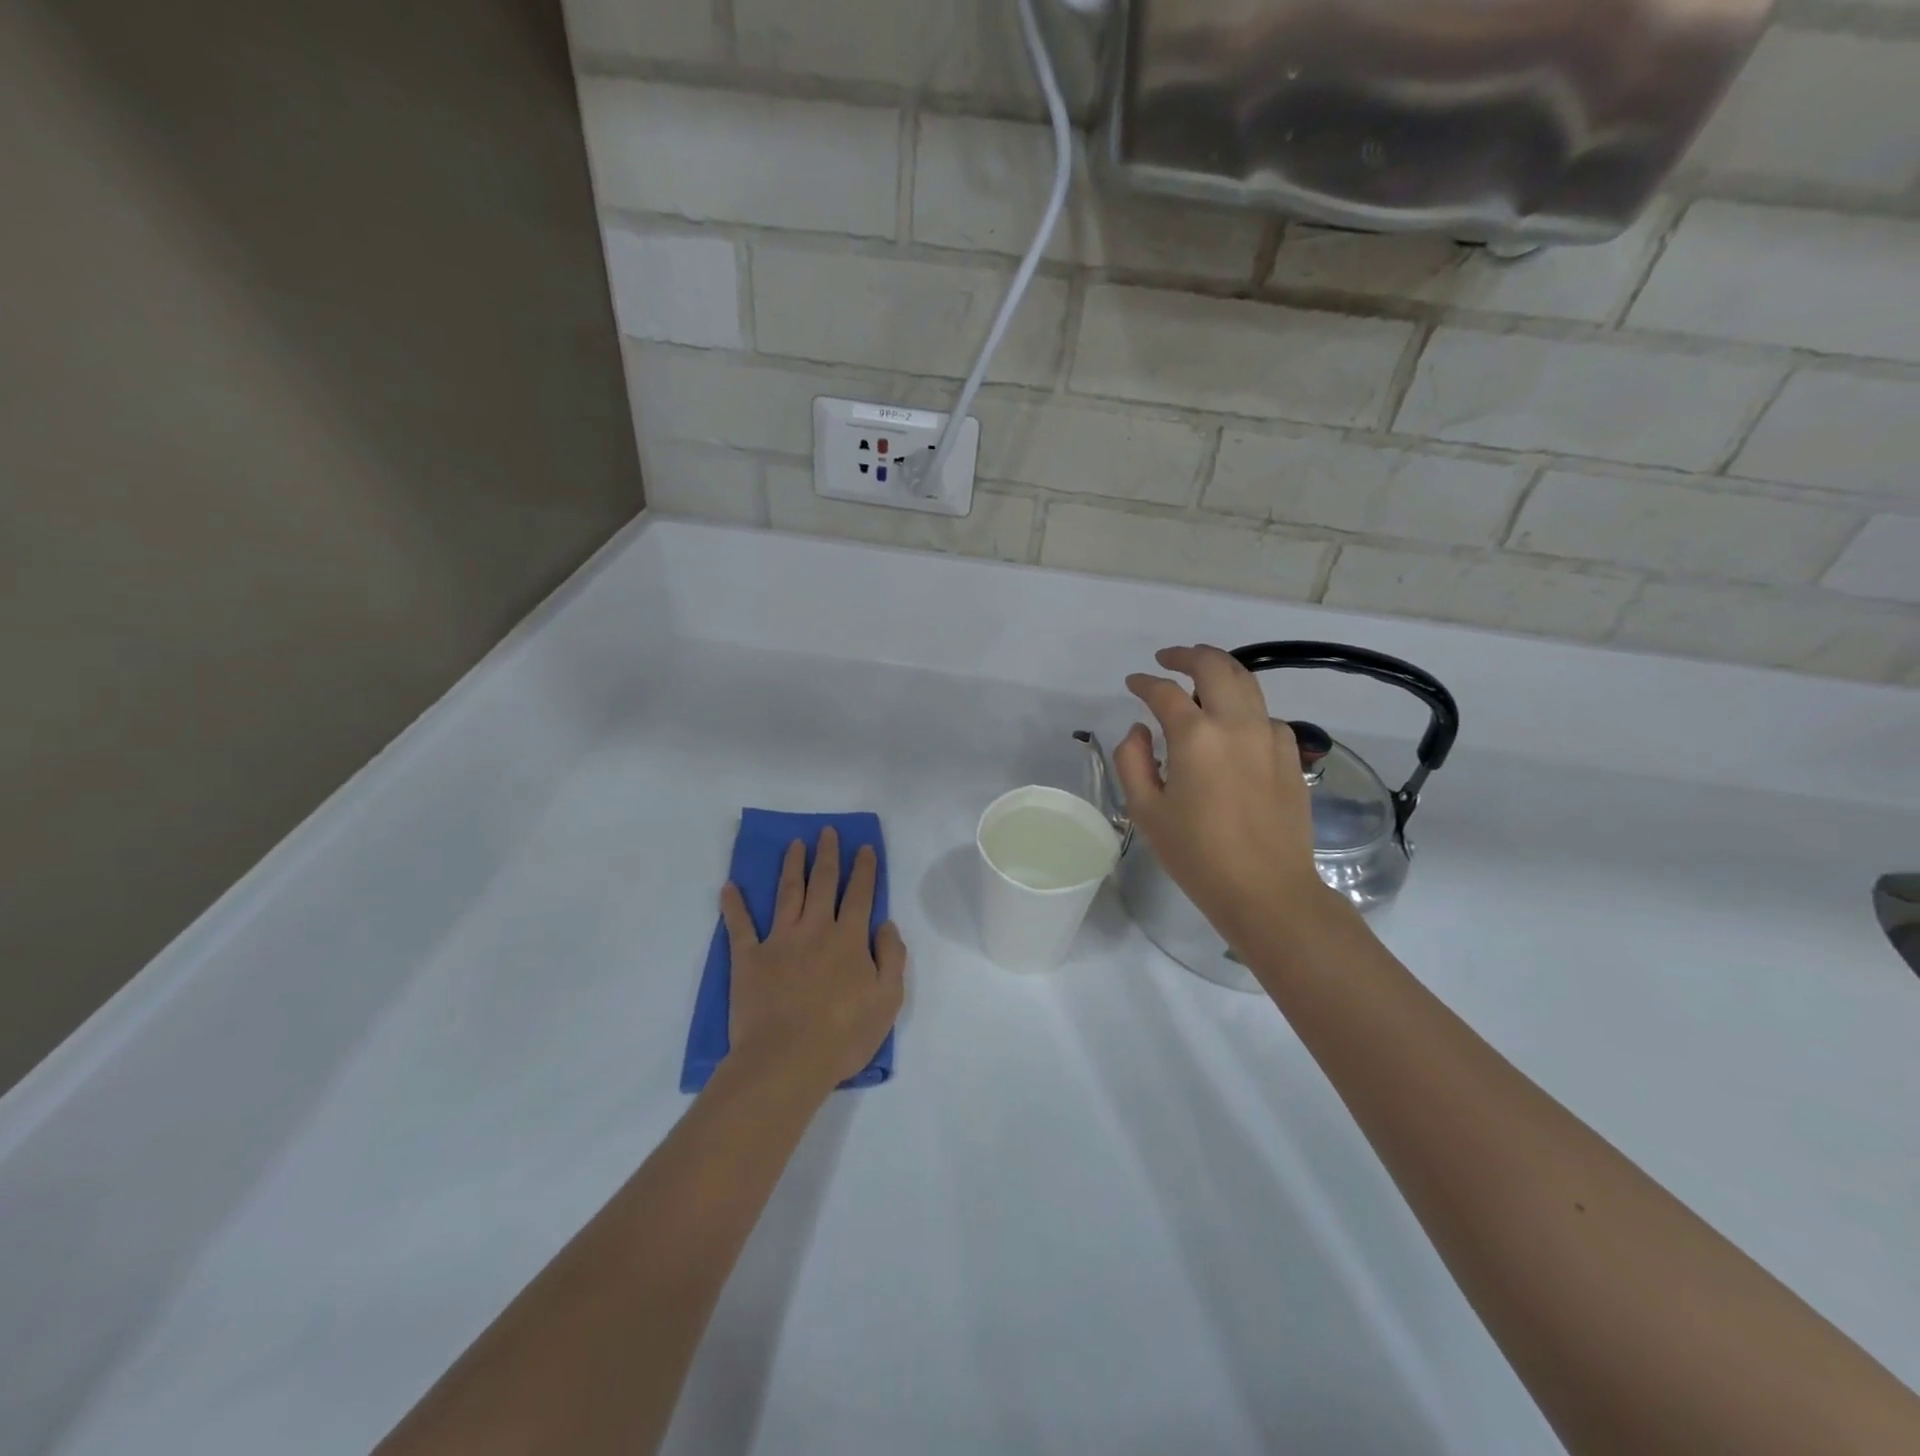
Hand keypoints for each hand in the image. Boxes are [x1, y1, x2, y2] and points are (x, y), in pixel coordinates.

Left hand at [720, 827, 906, 1095]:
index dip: (864, 869)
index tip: (864, 848)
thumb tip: (886, 924)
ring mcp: (779, 941)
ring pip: (788, 893)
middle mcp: (815, 929)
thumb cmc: (843, 1034)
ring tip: (794, 844)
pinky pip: (740, 926)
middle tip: (827, 832)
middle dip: (828, 855)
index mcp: (849, 939)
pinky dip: (734, 905)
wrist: (787, 1060)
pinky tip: (728, 887)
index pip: (860, 895)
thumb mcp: (888, 999)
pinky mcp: (749, 958)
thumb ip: (891, 956)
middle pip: (823, 883)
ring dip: (792, 866)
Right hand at [1116, 645, 1330, 940]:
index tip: (1133, 683)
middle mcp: (1236, 724)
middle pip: (1215, 666)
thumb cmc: (1197, 855)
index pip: (1164, 692)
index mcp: (1195, 736)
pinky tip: (1232, 723)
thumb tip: (1140, 730)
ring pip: (1246, 682)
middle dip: (1187, 655)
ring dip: (1219, 671)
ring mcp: (1270, 736)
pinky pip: (1264, 713)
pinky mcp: (1291, 754)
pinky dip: (1243, 705)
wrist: (1267, 889)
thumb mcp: (1146, 811)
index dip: (1143, 683)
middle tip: (1168, 658)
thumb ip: (1132, 760)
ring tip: (1200, 676)